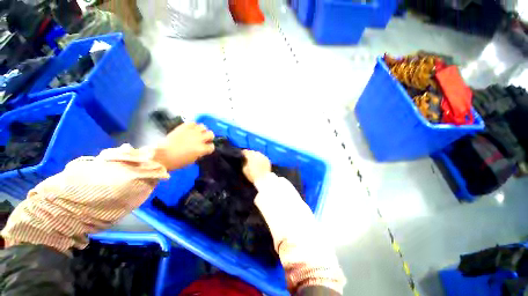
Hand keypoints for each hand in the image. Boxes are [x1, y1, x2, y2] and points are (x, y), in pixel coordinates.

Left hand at [153, 122, 214, 170]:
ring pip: (203, 127)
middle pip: (211, 134)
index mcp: (201, 149)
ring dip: (202, 131)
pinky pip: (193, 123)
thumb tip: (202, 150)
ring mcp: (191, 132)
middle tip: (204, 140)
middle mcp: (199, 139)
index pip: (212, 147)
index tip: (206, 149)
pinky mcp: (184, 127)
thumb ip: (200, 153)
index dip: (209, 148)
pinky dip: (193, 126)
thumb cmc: (177, 161)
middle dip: (209, 138)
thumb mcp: (192, 160)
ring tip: (198, 133)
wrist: (162, 155)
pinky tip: (190, 130)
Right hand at [242, 150, 270, 183]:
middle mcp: (257, 154)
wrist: (263, 179)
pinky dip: (260, 158)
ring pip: (258, 153)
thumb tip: (244, 159)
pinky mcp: (267, 159)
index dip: (243, 152)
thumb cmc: (252, 175)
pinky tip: (259, 161)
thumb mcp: (244, 169)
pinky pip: (262, 156)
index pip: (246, 151)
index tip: (242, 154)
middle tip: (248, 156)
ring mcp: (263, 156)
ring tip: (254, 159)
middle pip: (252, 152)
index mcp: (251, 156)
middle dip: (250, 153)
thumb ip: (244, 162)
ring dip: (255, 155)